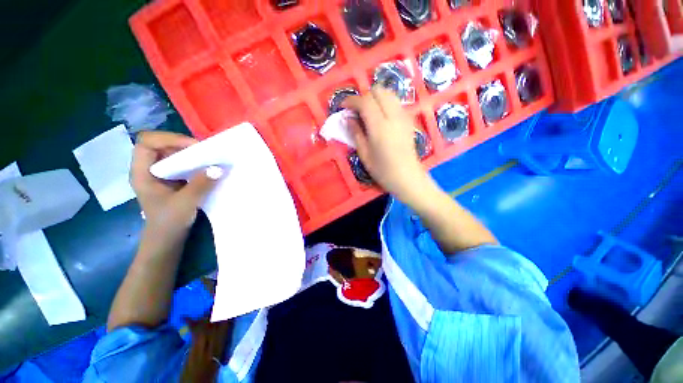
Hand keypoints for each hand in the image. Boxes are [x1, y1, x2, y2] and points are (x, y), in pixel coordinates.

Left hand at [131, 131, 222, 243]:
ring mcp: (160, 174)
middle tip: (205, 151)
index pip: (147, 142)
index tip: (193, 147)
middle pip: (161, 144)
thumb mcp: (185, 203)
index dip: (169, 139)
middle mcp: (148, 169)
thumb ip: (201, 184)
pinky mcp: (171, 179)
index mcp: (142, 173)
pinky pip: (181, 163)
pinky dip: (193, 162)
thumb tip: (219, 168)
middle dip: (183, 144)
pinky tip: (205, 167)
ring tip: (208, 158)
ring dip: (190, 153)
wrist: (167, 239)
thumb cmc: (169, 223)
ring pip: (172, 153)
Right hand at [344, 86, 431, 202]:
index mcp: (379, 127)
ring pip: (389, 93)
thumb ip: (355, 133)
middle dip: (364, 96)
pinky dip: (385, 103)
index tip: (343, 106)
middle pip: (378, 90)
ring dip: (375, 98)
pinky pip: (395, 102)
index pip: (365, 102)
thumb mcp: (364, 154)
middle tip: (356, 110)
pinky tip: (380, 117)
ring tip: (367, 112)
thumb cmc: (383, 170)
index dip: (351, 101)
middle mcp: (393, 116)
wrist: (408, 177)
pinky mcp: (409, 120)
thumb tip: (347, 118)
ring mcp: (403, 116)